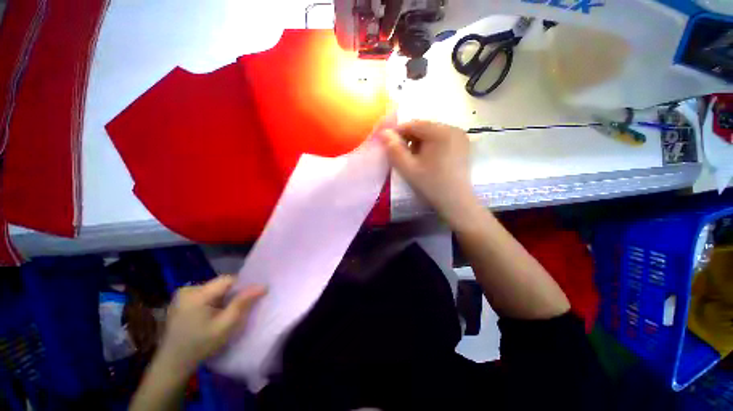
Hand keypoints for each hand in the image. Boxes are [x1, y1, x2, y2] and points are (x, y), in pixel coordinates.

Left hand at [157, 276, 265, 374]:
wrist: (172, 365)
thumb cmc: (200, 346)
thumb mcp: (226, 325)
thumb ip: (243, 303)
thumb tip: (263, 285)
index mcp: (197, 294)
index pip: (228, 280)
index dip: (242, 287)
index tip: (248, 300)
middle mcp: (188, 289)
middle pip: (220, 284)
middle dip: (232, 294)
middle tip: (236, 310)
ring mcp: (182, 295)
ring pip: (214, 289)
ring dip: (223, 298)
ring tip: (224, 314)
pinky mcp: (180, 301)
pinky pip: (205, 295)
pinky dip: (213, 302)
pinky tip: (211, 316)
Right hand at [381, 120, 479, 228]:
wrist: (456, 203)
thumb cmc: (431, 185)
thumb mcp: (408, 169)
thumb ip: (394, 150)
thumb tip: (383, 133)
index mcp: (441, 132)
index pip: (413, 124)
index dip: (397, 133)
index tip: (389, 147)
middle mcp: (453, 128)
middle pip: (423, 128)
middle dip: (409, 139)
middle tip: (403, 156)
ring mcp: (460, 136)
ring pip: (431, 133)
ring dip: (419, 143)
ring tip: (415, 160)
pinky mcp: (463, 145)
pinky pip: (441, 139)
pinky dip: (430, 146)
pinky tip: (428, 160)